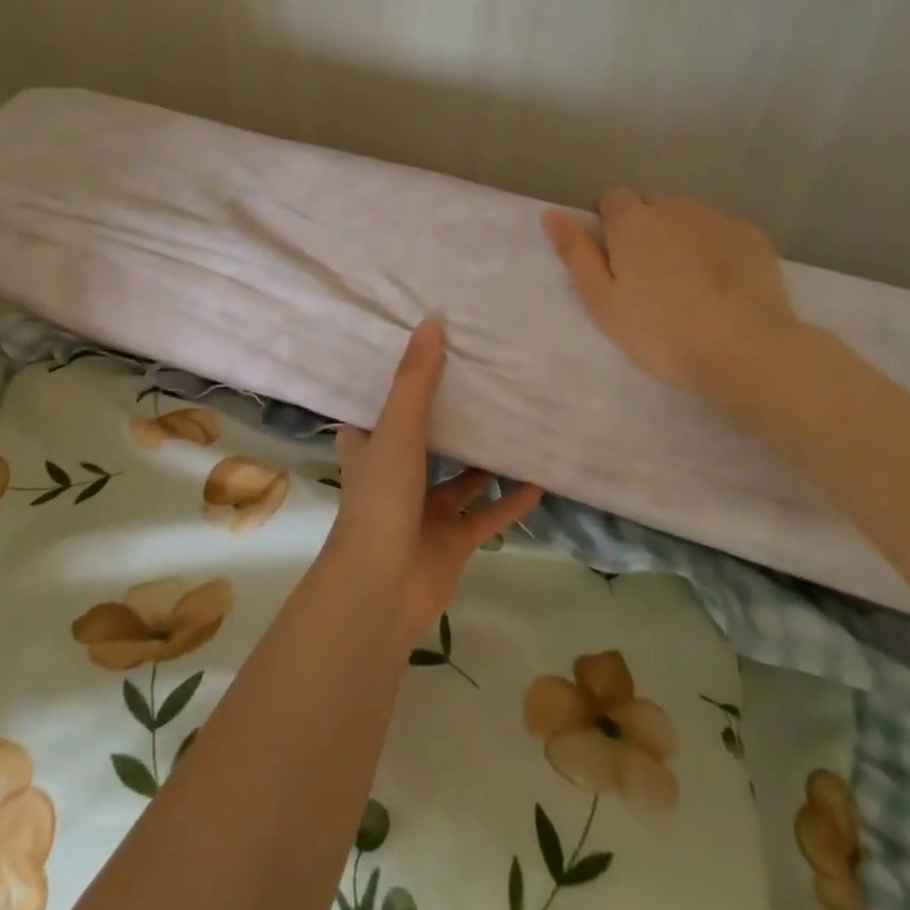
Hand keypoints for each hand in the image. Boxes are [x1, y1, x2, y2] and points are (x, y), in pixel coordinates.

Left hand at [330, 320, 542, 642]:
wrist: (382, 586)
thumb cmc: (381, 497)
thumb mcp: (397, 428)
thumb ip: (415, 380)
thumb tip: (429, 323)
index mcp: (370, 446)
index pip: (378, 405)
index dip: (394, 381)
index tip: (422, 353)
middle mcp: (395, 473)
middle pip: (424, 438)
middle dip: (448, 416)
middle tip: (481, 381)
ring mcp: (424, 510)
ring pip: (460, 478)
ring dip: (484, 460)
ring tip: (515, 425)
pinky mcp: (452, 541)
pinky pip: (487, 516)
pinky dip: (510, 502)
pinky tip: (539, 481)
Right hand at [542, 189, 801, 400]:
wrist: (744, 349)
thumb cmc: (660, 330)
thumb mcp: (602, 300)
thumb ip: (575, 252)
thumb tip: (551, 213)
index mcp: (632, 221)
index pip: (611, 198)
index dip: (608, 224)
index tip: (613, 259)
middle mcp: (674, 207)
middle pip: (650, 205)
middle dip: (644, 228)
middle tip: (647, 276)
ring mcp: (717, 218)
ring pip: (687, 216)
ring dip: (679, 235)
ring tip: (686, 281)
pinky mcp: (751, 236)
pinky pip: (721, 231)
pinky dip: (714, 247)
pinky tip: (720, 283)